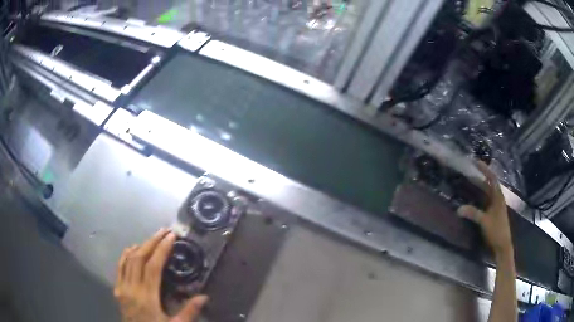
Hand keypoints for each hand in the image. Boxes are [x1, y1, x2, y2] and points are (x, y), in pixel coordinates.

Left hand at [115, 229, 208, 321]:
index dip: (162, 249)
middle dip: (152, 242)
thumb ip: (189, 312)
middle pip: (140, 258)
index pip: (153, 267)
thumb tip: (204, 296)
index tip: (171, 237)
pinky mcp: (117, 289)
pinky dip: (126, 254)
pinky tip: (133, 248)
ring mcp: (122, 288)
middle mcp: (132, 288)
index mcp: (147, 297)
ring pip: (129, 259)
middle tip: (164, 231)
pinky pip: (120, 266)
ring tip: (153, 237)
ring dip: (140, 245)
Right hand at [457, 161, 513, 258]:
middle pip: (489, 183)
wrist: (502, 245)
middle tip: (470, 171)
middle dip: (481, 176)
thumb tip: (458, 209)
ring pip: (488, 192)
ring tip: (470, 181)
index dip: (484, 169)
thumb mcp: (484, 222)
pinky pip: (486, 200)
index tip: (475, 161)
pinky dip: (480, 196)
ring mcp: (496, 206)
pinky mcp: (494, 212)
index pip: (492, 178)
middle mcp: (498, 198)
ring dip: (480, 186)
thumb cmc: (496, 231)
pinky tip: (474, 198)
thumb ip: (473, 213)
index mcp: (498, 197)